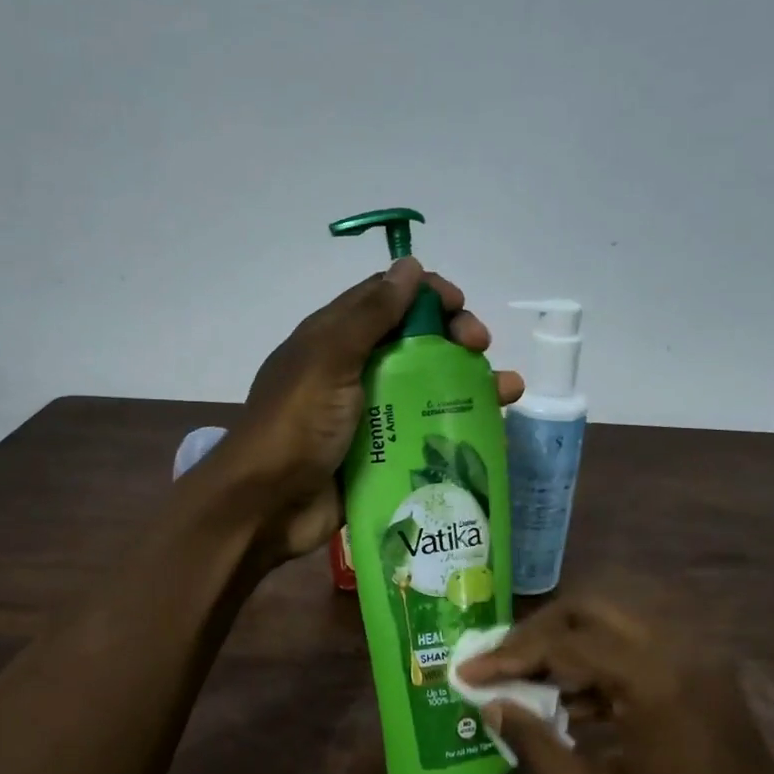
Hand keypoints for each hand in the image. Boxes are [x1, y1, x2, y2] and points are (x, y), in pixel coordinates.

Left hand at [216, 257, 523, 562]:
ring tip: (507, 393)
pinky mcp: (382, 456)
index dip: (428, 296)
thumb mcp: (329, 360)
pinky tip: (491, 432)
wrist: (266, 507)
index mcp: (335, 340)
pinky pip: (425, 435)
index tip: (460, 309)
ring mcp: (370, 417)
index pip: (388, 301)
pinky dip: (457, 430)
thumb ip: (369, 316)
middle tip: (480, 351)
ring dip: (467, 385)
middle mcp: (354, 372)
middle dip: (454, 340)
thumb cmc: (295, 426)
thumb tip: (409, 266)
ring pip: (427, 391)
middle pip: (415, 344)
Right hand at [455, 587, 773, 773]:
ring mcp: (701, 661)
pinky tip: (575, 704)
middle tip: (499, 664)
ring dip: (570, 645)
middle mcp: (680, 651)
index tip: (467, 672)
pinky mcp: (709, 678)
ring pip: (618, 623)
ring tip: (528, 684)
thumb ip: (537, 747)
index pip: (564, 644)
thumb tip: (493, 704)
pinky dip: (603, 663)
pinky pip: (644, 648)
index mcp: (653, 681)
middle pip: (592, 609)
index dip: (508, 656)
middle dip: (538, 633)